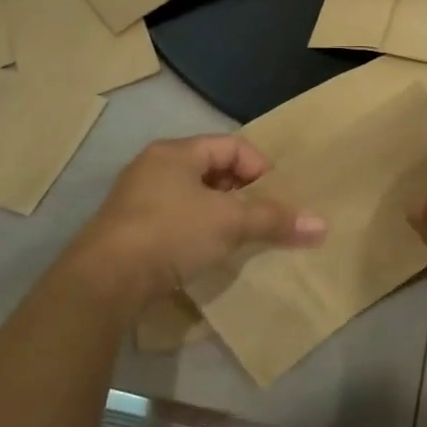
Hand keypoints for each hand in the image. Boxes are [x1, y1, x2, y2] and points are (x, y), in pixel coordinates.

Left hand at [60, 136, 325, 317]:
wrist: (104, 281)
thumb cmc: (171, 233)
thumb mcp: (229, 223)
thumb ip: (274, 220)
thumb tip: (322, 224)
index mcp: (176, 152)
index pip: (232, 145)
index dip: (261, 167)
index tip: (276, 198)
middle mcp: (154, 167)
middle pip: (213, 170)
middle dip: (242, 193)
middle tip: (262, 218)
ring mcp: (137, 199)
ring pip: (193, 198)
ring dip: (220, 215)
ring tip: (239, 238)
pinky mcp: (129, 231)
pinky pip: (175, 220)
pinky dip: (197, 232)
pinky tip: (207, 254)